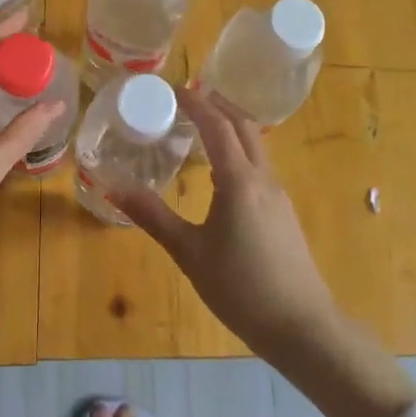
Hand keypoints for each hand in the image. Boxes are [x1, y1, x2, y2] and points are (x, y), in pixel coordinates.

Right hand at [109, 87, 338, 357]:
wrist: (301, 326)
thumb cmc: (240, 288)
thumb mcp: (190, 253)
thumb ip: (154, 217)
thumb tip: (114, 189)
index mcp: (239, 181)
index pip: (217, 125)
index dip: (196, 102)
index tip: (173, 89)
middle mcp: (263, 178)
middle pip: (243, 126)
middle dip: (216, 106)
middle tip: (185, 101)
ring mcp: (278, 194)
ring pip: (256, 145)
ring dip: (230, 128)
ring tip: (199, 129)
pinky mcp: (284, 211)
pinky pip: (259, 166)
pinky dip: (239, 152)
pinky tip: (220, 172)